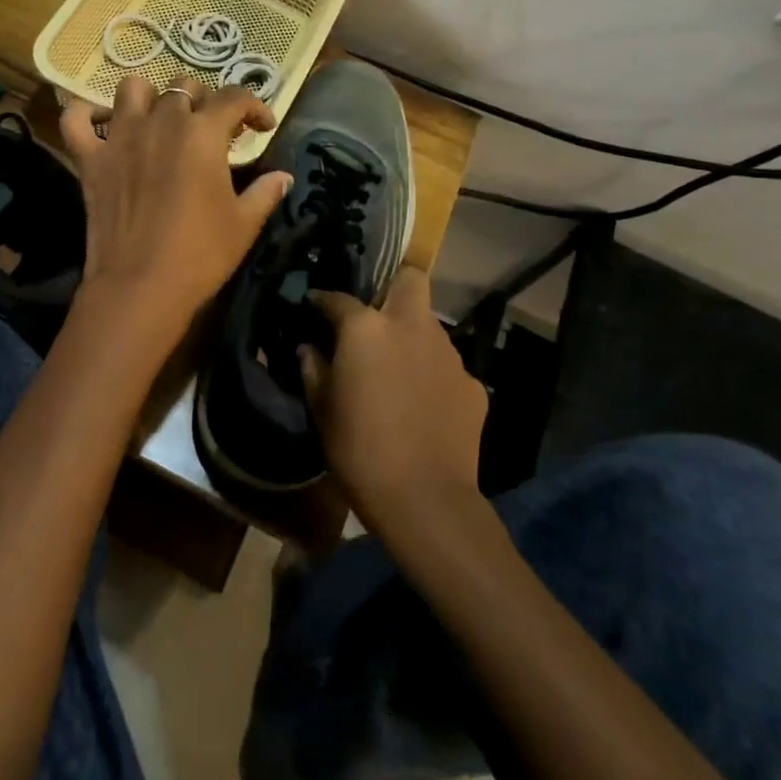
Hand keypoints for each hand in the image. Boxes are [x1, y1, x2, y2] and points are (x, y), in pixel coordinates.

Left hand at [60, 75, 291, 330]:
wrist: (141, 285)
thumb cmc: (200, 254)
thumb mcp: (244, 224)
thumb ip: (266, 193)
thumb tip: (283, 177)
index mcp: (203, 133)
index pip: (234, 97)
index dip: (255, 106)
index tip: (263, 126)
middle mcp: (160, 121)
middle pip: (184, 87)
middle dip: (204, 101)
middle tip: (212, 130)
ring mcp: (120, 137)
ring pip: (132, 88)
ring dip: (150, 97)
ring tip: (160, 119)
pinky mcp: (89, 159)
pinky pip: (75, 119)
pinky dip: (86, 114)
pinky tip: (102, 125)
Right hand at [302, 268, 488, 530]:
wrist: (424, 498)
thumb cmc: (358, 449)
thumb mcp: (321, 408)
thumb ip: (312, 368)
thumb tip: (308, 348)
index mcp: (367, 328)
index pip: (338, 298)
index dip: (322, 300)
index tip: (313, 306)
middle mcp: (412, 327)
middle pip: (411, 280)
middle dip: (393, 287)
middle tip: (375, 316)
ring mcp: (449, 354)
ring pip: (429, 325)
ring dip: (411, 336)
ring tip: (396, 368)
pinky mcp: (472, 384)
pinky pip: (445, 366)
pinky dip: (431, 374)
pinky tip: (422, 403)